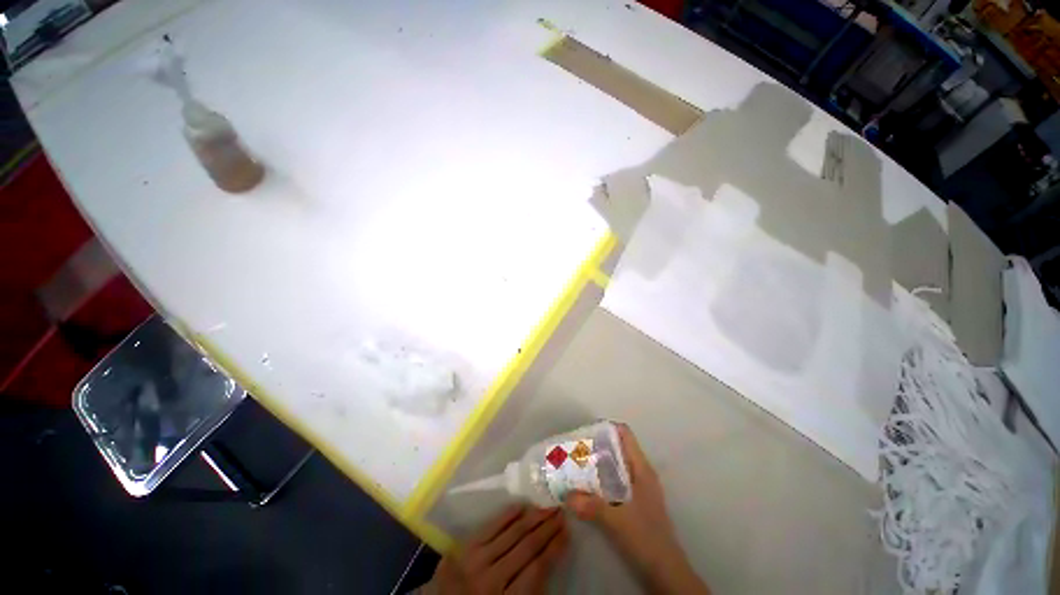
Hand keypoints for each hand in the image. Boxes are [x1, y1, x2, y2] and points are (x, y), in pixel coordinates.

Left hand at [426, 505, 568, 594]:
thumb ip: (529, 589)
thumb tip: (549, 555)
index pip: (538, 569)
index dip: (555, 548)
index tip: (567, 531)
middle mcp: (492, 578)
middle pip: (527, 546)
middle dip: (548, 527)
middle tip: (561, 511)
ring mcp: (476, 559)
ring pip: (513, 532)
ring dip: (533, 517)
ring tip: (548, 505)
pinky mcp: (465, 546)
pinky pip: (492, 525)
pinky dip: (509, 514)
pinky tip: (523, 505)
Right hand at [567, 424, 709, 594]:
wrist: (666, 573)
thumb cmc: (647, 539)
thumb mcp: (617, 521)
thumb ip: (591, 506)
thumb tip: (566, 495)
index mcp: (641, 469)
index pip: (625, 435)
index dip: (606, 429)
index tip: (584, 433)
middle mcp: (640, 474)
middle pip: (617, 448)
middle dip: (595, 447)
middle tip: (573, 450)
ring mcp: (638, 488)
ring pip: (615, 466)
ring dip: (596, 465)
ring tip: (574, 466)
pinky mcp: (634, 503)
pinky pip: (614, 482)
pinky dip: (600, 480)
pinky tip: (585, 489)